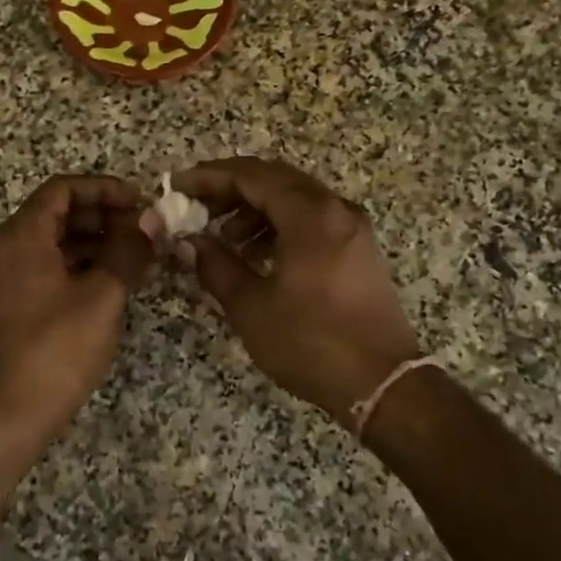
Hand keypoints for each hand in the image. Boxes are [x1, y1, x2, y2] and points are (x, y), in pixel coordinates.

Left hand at [0, 175, 154, 442]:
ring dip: (97, 240)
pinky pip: (52, 266)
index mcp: (23, 235)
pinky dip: (83, 263)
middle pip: (59, 212)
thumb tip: (151, 220)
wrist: (10, 411)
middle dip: (104, 214)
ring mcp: (10, 276)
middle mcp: (10, 247)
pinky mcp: (17, 301)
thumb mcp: (102, 296)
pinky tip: (115, 278)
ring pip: (57, 240)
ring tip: (138, 253)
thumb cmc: (56, 348)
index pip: (63, 189)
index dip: (103, 188)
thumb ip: (127, 251)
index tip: (139, 201)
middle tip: (144, 228)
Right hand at [166, 157, 421, 427]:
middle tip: (196, 206)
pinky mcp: (358, 248)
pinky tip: (257, 252)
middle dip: (230, 188)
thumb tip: (192, 241)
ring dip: (254, 207)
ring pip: (294, 198)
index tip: (177, 186)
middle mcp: (335, 209)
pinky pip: (312, 218)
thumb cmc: (311, 343)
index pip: (250, 176)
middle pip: (274, 179)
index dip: (209, 176)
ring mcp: (352, 227)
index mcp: (309, 215)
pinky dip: (279, 224)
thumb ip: (216, 265)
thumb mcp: (252, 307)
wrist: (383, 384)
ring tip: (223, 235)